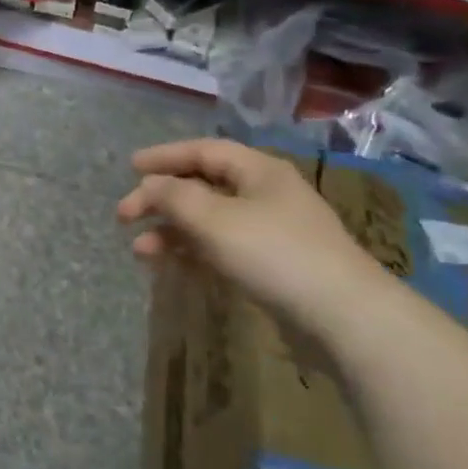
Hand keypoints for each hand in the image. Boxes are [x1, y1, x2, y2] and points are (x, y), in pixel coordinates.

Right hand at [116, 138, 383, 333]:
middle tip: (124, 216)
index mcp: (259, 171)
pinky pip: (221, 248)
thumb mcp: (213, 219)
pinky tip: (171, 266)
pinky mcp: (272, 265)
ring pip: (208, 221)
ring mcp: (271, 231)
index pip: (203, 151)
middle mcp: (265, 194)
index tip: (129, 167)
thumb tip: (149, 185)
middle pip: (202, 186)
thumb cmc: (274, 254)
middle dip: (160, 199)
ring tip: (140, 251)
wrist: (343, 317)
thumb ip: (173, 196)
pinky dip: (193, 252)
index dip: (164, 156)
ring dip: (171, 231)